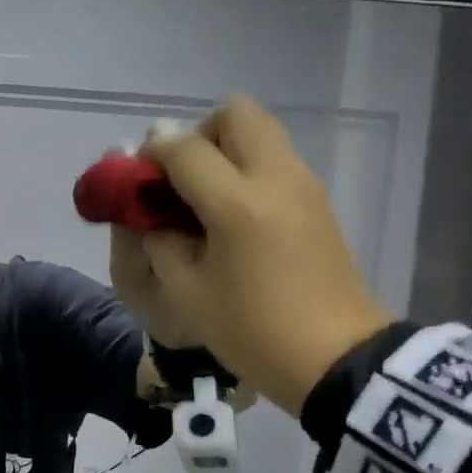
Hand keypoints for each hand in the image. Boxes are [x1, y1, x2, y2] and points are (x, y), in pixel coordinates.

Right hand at [127, 97, 392, 414]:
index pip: (184, 148)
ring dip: (224, 149)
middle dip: (198, 134)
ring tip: (202, 197)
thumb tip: (146, 206)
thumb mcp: (185, 291)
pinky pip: (275, 159)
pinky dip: (246, 168)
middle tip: (181, 177)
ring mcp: (304, 185)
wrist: (336, 359)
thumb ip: (159, 238)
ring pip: (260, 131)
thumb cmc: (251, 330)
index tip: (136, 178)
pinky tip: (230, 214)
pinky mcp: (317, 200)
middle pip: (235, 113)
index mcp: (238, 205)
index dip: (151, 154)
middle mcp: (276, 178)